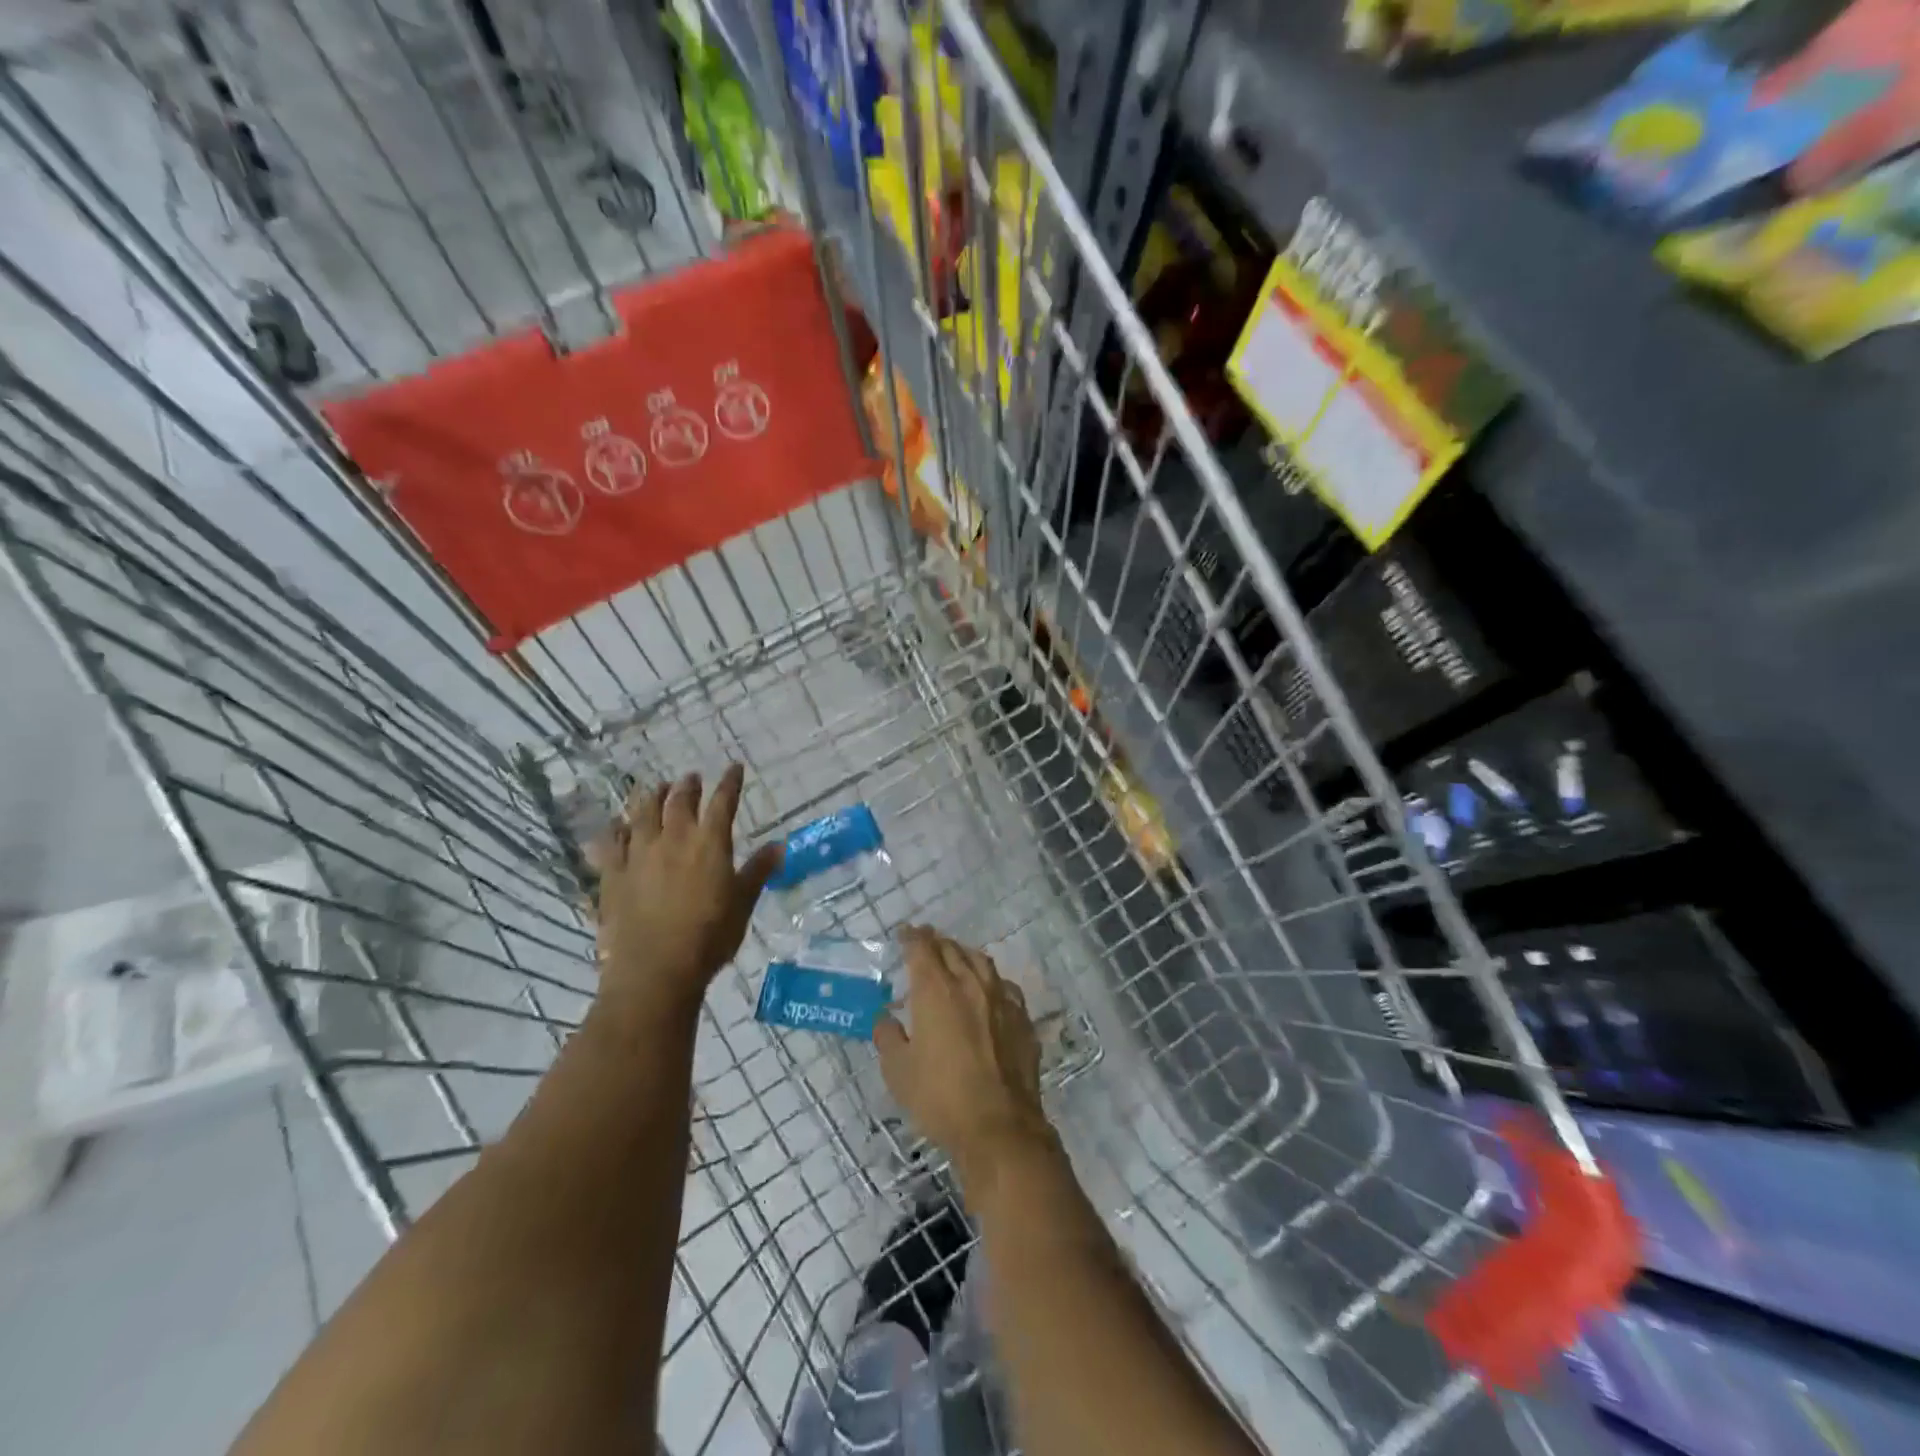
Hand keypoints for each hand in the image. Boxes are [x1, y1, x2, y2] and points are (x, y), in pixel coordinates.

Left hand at [592, 766, 781, 1028]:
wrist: (655, 969)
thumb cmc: (709, 937)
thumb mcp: (743, 904)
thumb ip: (758, 871)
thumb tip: (779, 845)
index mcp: (710, 844)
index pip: (723, 802)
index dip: (730, 783)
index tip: (734, 768)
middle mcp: (674, 839)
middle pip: (680, 802)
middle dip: (688, 786)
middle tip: (691, 778)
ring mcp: (639, 854)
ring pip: (643, 814)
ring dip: (651, 797)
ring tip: (656, 788)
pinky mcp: (613, 875)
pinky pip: (611, 843)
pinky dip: (616, 830)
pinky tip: (616, 827)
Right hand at [875, 927, 1054, 1188]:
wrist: (999, 1125)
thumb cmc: (940, 1097)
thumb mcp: (898, 1071)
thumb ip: (888, 1037)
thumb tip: (885, 1017)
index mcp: (936, 990)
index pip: (922, 949)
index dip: (911, 937)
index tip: (904, 933)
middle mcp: (970, 984)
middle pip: (952, 949)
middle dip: (936, 942)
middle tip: (925, 941)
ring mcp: (1001, 999)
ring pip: (981, 962)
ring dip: (964, 954)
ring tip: (955, 957)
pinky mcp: (1022, 1018)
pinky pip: (1004, 986)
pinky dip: (990, 980)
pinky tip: (988, 990)